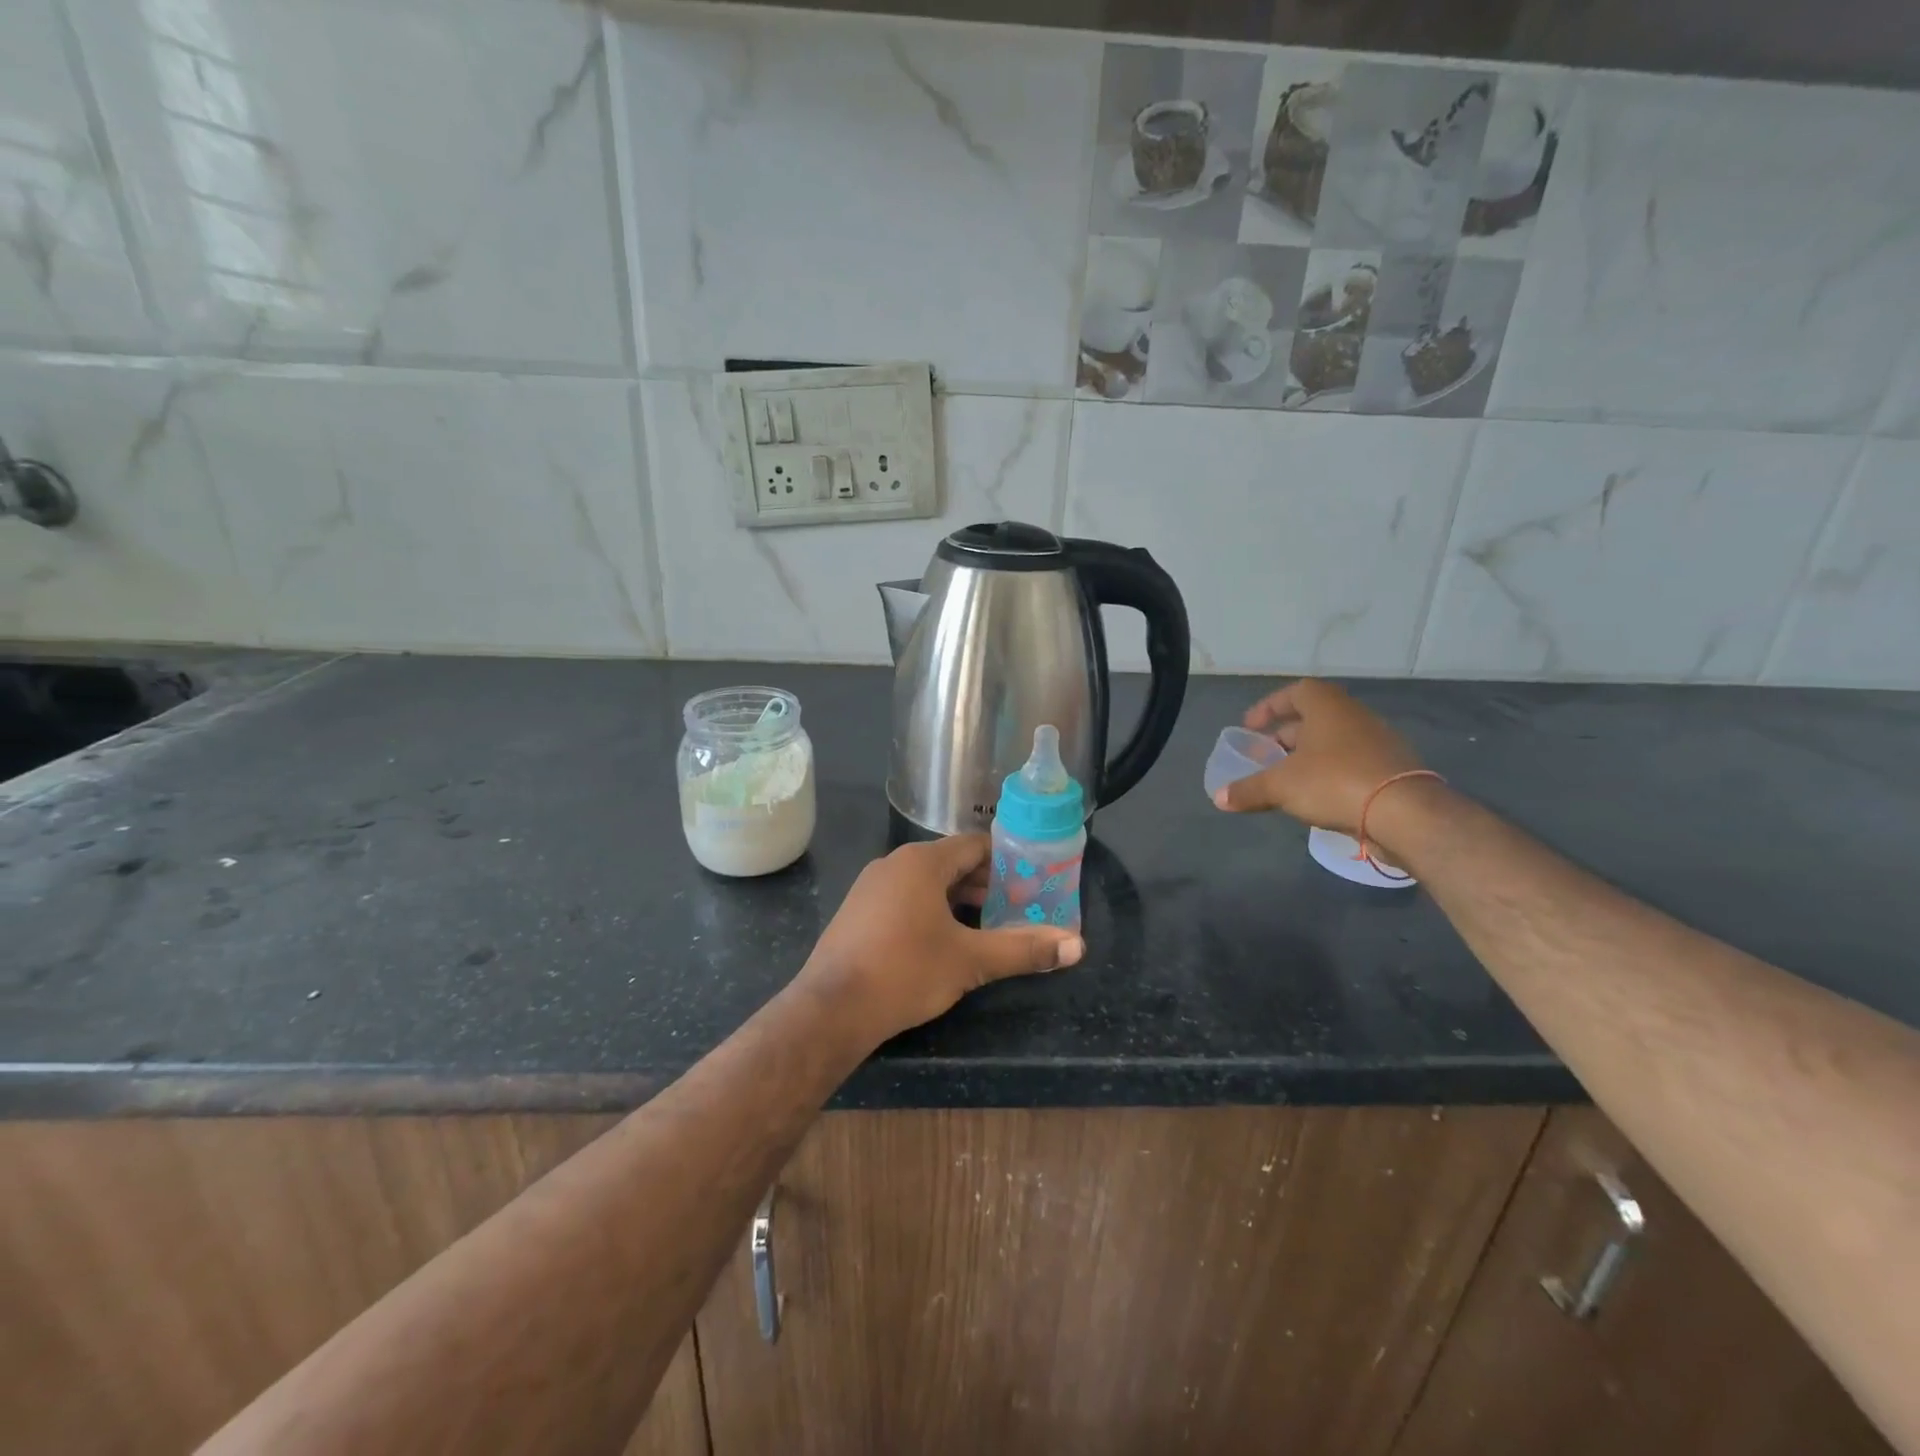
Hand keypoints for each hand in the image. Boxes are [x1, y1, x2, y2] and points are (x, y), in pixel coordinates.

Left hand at [802, 835, 1084, 1043]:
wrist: (831, 1008)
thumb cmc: (905, 972)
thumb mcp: (970, 961)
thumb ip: (1023, 949)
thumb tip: (1078, 946)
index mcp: (922, 862)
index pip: (975, 845)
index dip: (1007, 860)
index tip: (1033, 879)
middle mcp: (894, 864)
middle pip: (951, 863)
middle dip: (985, 883)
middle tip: (1018, 905)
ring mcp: (871, 887)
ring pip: (927, 882)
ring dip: (959, 899)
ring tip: (988, 923)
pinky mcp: (858, 912)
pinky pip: (904, 898)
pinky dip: (931, 909)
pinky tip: (944, 939)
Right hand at [1213, 679, 1423, 834]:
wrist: (1405, 813)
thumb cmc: (1334, 782)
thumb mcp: (1280, 786)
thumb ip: (1248, 789)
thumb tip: (1219, 798)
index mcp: (1328, 707)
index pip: (1296, 692)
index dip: (1269, 707)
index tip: (1250, 728)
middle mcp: (1354, 716)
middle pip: (1312, 719)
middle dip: (1284, 738)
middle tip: (1263, 758)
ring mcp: (1378, 742)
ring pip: (1332, 743)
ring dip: (1306, 757)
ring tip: (1285, 780)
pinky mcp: (1391, 769)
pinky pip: (1350, 763)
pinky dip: (1329, 774)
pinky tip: (1316, 797)